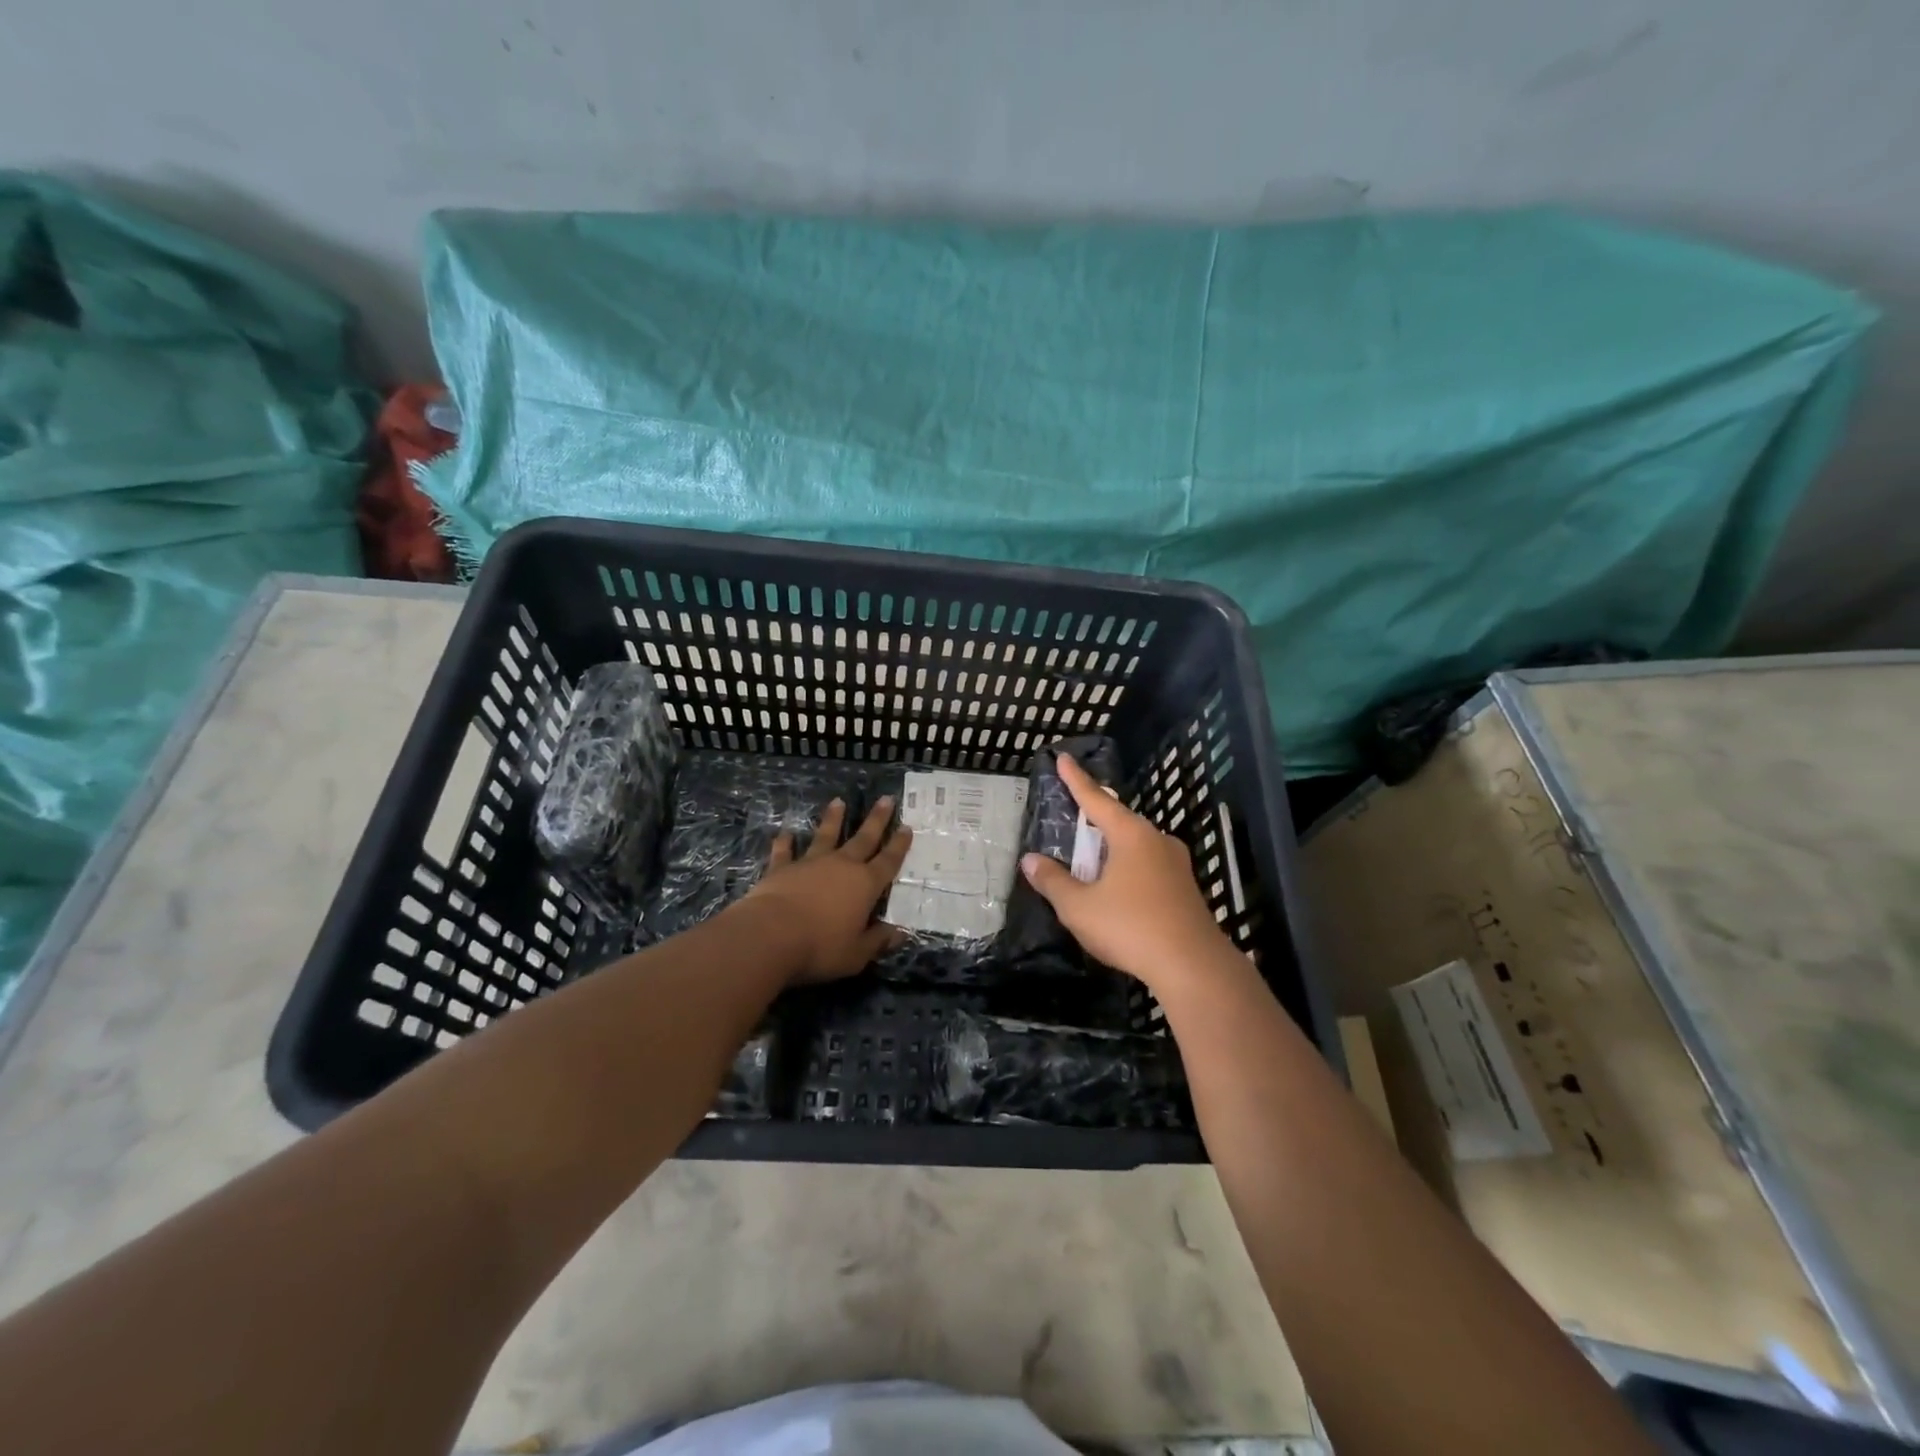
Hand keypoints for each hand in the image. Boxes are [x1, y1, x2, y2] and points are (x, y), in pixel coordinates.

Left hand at [742, 797, 912, 983]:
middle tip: (886, 799)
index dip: (899, 845)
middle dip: (876, 820)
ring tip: (838, 801)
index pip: (888, 861)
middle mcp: (841, 866)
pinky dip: (785, 843)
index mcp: (865, 885)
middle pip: (863, 839)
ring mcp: (810, 863)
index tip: (907, 827)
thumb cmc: (820, 947)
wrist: (770, 935)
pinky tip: (784, 833)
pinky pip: (784, 852)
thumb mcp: (857, 954)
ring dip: (833, 819)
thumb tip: (901, 932)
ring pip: (825, 836)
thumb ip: (878, 940)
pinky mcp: (782, 869)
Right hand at [1018, 755, 1229, 992]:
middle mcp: (1156, 840)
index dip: (1076, 780)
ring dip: (1111, 848)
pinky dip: (1127, 868)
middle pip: (1119, 820)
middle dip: (1095, 818)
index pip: (1095, 799)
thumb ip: (1053, 882)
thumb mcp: (1079, 907)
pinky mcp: (1185, 888)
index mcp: (1130, 835)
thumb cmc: (1131, 927)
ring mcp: (1176, 864)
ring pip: (1135, 845)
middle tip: (1073, 814)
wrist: (1193, 966)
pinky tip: (1118, 887)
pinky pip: (1148, 866)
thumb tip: (1030, 860)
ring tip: (1091, 858)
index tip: (1064, 758)